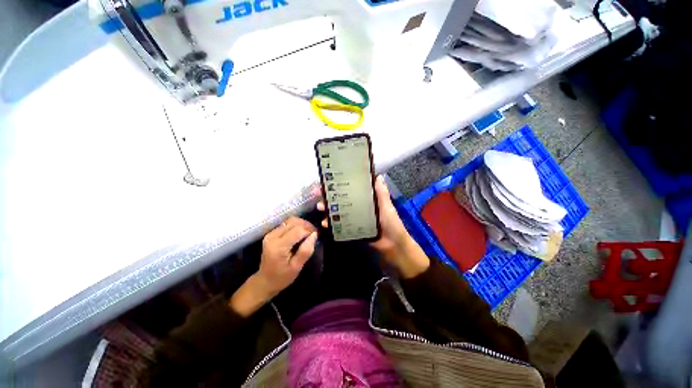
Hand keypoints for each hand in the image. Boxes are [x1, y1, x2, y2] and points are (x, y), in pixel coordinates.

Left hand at [230, 217, 316, 316]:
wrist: (264, 281)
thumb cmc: (282, 277)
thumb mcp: (297, 267)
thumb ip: (306, 250)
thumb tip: (315, 235)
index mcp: (278, 247)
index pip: (298, 231)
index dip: (309, 231)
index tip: (316, 236)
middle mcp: (273, 237)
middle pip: (293, 222)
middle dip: (306, 225)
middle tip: (314, 233)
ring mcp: (270, 234)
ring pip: (290, 221)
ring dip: (301, 224)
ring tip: (308, 232)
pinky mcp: (271, 233)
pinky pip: (286, 224)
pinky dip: (296, 225)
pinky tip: (301, 233)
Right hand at [317, 175, 428, 278]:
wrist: (393, 246)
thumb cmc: (391, 224)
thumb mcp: (387, 207)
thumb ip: (382, 193)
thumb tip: (378, 176)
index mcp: (367, 201)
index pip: (352, 191)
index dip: (341, 186)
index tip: (330, 182)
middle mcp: (359, 209)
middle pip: (342, 202)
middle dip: (331, 198)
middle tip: (320, 195)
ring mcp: (355, 221)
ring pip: (339, 213)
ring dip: (329, 210)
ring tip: (321, 208)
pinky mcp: (352, 231)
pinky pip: (340, 227)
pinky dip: (332, 225)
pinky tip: (325, 223)